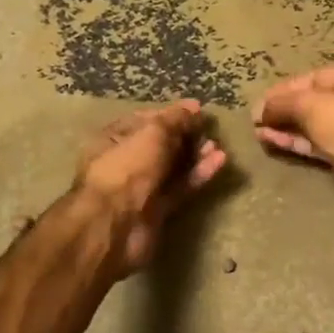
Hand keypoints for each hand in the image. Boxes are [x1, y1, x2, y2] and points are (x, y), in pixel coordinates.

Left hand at [74, 100, 227, 275]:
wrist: (115, 224)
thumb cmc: (127, 168)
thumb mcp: (152, 133)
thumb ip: (175, 119)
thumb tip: (194, 107)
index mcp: (114, 138)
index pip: (146, 120)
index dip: (172, 114)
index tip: (198, 111)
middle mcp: (126, 161)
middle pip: (161, 144)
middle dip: (186, 136)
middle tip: (210, 130)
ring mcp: (141, 187)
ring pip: (173, 167)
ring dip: (195, 155)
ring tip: (218, 146)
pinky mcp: (158, 209)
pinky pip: (181, 187)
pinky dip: (199, 174)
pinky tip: (219, 162)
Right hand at [252, 65, 333, 219]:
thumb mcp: (310, 103)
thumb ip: (282, 103)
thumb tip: (259, 111)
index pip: (314, 78)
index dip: (285, 88)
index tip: (260, 100)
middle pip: (313, 102)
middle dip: (283, 109)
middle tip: (256, 118)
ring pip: (312, 126)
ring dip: (285, 127)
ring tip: (257, 131)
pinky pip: (314, 146)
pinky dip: (294, 143)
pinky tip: (271, 141)